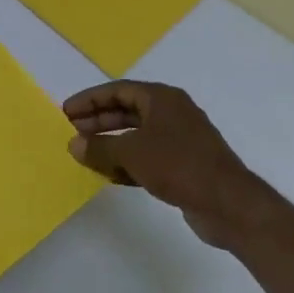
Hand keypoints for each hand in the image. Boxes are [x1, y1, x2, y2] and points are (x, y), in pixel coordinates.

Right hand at [63, 81, 289, 250]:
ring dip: (110, 144)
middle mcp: (172, 113)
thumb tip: (74, 144)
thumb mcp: (131, 153)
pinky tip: (109, 175)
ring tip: (85, 154)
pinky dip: (126, 162)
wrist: (227, 202)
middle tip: (72, 131)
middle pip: (127, 111)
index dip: (90, 99)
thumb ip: (99, 147)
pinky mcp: (183, 165)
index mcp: (162, 99)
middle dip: (98, 121)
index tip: (66, 112)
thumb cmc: (177, 165)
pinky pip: (147, 157)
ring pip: (136, 136)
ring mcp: (179, 140)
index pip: (118, 90)